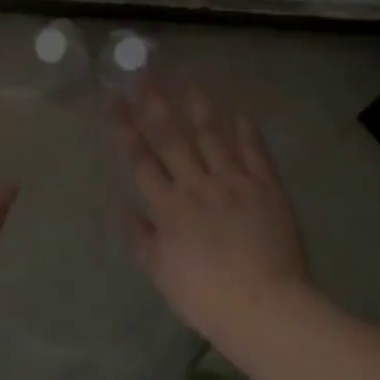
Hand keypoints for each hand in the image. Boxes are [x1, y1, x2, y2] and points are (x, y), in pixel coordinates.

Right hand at [111, 78, 312, 333]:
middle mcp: (198, 185)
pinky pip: (253, 151)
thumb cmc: (206, 298)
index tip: (113, 99)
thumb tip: (125, 208)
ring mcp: (234, 182)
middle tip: (143, 72)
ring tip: (186, 78)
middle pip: (172, 137)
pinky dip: (244, 130)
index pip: (140, 160)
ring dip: (197, 105)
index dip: (124, 127)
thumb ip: (142, 239)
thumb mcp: (162, 275)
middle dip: (154, 103)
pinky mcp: (266, 187)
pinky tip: (237, 110)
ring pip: (211, 135)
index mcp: (169, 208)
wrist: (265, 307)